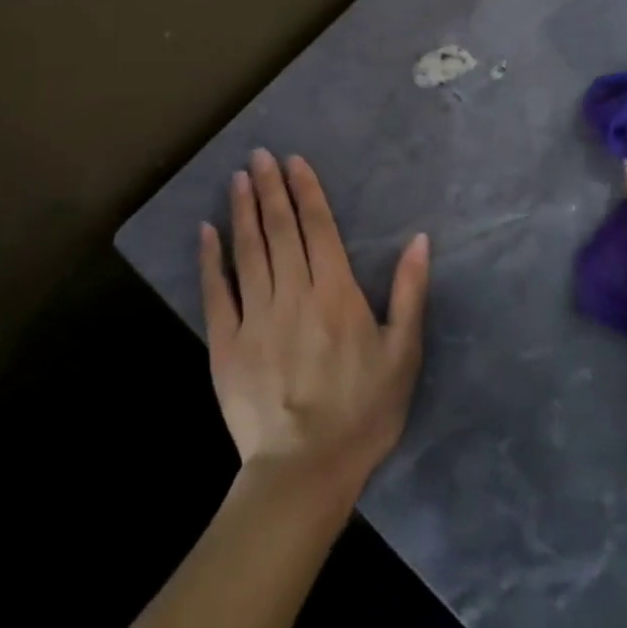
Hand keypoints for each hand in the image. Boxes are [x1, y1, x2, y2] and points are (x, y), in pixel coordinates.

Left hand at [199, 149, 429, 506]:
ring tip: (238, 177)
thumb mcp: (403, 353)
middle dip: (271, 188)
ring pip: (248, 252)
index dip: (306, 190)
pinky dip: (211, 259)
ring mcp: (255, 318)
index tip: (294, 160)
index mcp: (335, 293)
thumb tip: (420, 239)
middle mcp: (293, 294)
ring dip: (243, 211)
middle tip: (260, 155)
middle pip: (279, 230)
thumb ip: (410, 292)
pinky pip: (216, 293)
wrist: (305, 472)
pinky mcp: (226, 345)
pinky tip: (207, 231)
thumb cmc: (363, 411)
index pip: (318, 228)